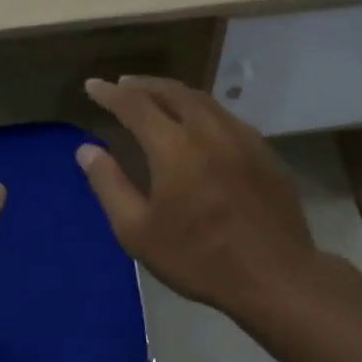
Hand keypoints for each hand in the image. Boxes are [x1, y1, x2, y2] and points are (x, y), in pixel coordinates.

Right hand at [78, 77, 318, 315]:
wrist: (274, 276)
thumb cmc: (197, 258)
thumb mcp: (137, 231)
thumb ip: (110, 186)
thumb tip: (87, 150)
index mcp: (174, 147)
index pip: (135, 105)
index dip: (110, 93)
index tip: (92, 85)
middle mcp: (209, 131)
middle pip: (172, 92)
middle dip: (142, 85)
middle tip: (122, 85)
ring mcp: (242, 138)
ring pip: (202, 100)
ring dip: (173, 92)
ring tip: (155, 96)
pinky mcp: (264, 152)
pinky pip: (225, 116)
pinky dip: (201, 109)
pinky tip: (197, 123)